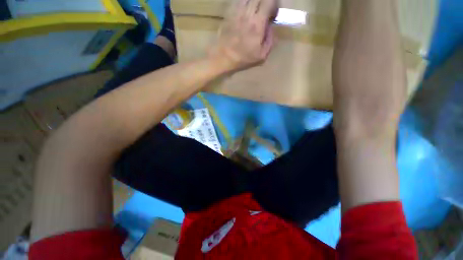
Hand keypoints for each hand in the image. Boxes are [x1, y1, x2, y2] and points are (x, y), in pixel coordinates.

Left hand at [209, 0, 277, 71]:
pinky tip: (247, 6)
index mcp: (257, 24)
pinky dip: (243, 2)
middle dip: (264, 0)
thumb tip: (271, 26)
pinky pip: (237, 2)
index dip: (273, 1)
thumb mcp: (263, 53)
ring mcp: (235, 14)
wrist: (222, 57)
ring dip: (254, 0)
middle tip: (268, 5)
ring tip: (258, 5)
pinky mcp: (228, 15)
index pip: (267, 4)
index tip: (276, 4)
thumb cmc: (244, 57)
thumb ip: (270, 38)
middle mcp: (246, 15)